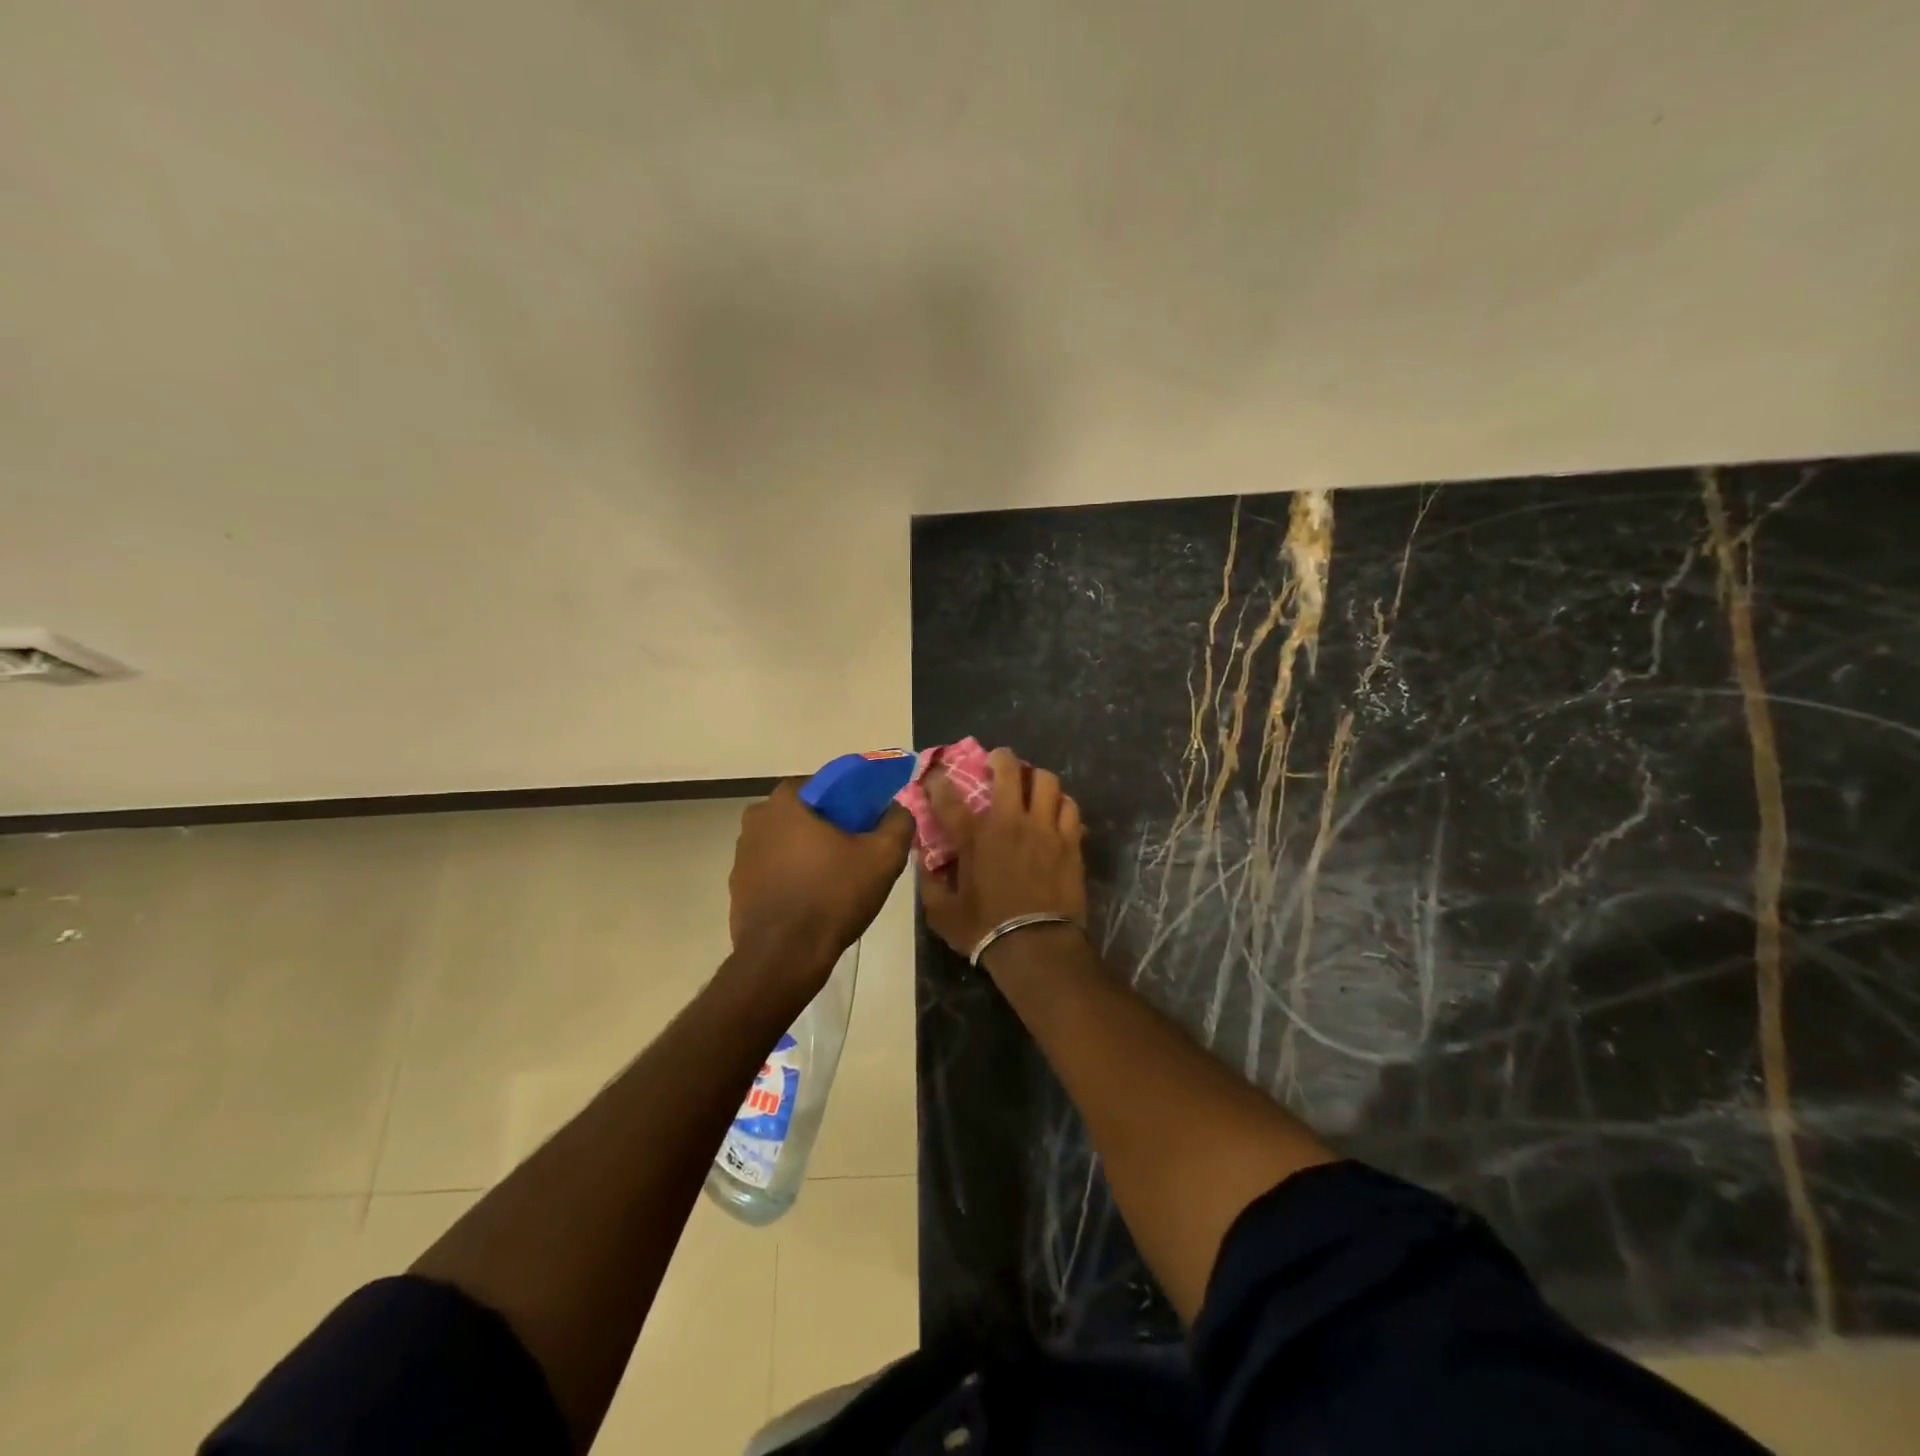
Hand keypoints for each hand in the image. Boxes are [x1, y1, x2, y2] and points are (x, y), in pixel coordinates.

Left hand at [729, 780, 913, 990]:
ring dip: (808, 852)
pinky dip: (792, 876)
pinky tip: (813, 898)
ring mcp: (742, 856)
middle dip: (828, 825)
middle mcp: (756, 820)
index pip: (822, 784)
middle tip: (856, 848)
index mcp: (785, 802)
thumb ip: (898, 821)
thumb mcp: (883, 856)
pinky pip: (773, 870)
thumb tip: (899, 807)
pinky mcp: (738, 887)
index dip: (849, 799)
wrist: (784, 958)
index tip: (867, 820)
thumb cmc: (833, 896)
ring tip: (837, 877)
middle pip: (803, 813)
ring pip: (786, 842)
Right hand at [918, 748, 1087, 963]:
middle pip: (1008, 770)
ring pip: (1046, 781)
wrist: (1037, 947)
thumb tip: (922, 858)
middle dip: (1000, 758)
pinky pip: (1070, 807)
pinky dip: (1061, 803)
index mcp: (975, 837)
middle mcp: (1010, 822)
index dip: (938, 781)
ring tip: (1031, 783)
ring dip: (1035, 777)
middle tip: (997, 761)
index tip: (935, 775)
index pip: (949, 798)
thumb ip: (929, 881)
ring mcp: (1045, 828)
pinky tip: (1055, 810)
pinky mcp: (1070, 841)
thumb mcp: (942, 912)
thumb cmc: (985, 930)